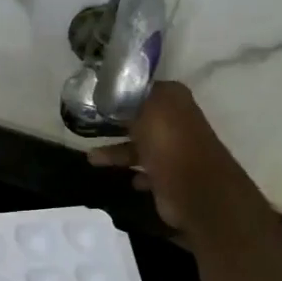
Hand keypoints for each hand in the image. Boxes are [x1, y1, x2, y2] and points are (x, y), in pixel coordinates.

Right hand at [89, 82, 268, 241]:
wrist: (194, 190)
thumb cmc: (168, 143)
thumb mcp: (149, 108)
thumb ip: (132, 97)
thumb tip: (116, 93)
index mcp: (173, 99)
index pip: (142, 90)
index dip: (119, 94)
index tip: (94, 100)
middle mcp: (176, 122)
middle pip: (139, 119)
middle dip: (115, 124)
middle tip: (87, 128)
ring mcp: (174, 150)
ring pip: (140, 146)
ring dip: (117, 152)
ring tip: (92, 159)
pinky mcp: (171, 176)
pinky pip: (147, 171)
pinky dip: (136, 173)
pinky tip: (127, 178)